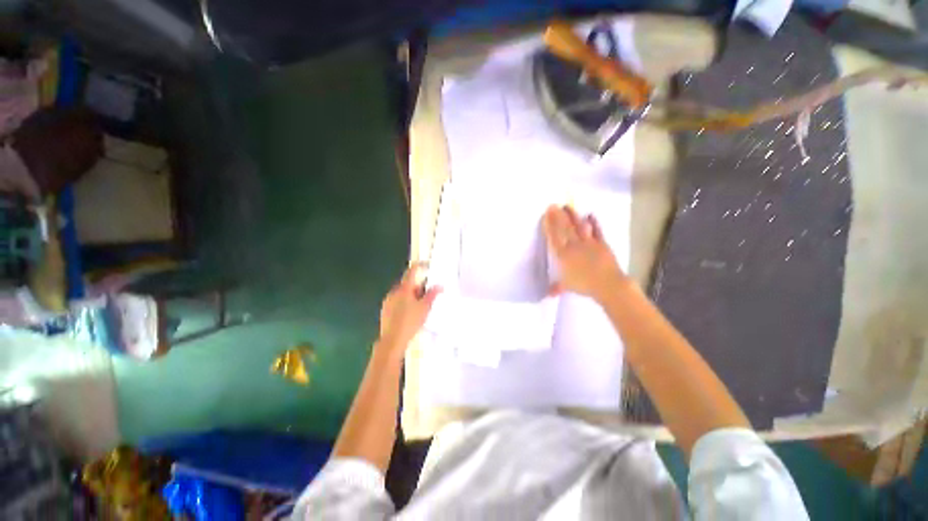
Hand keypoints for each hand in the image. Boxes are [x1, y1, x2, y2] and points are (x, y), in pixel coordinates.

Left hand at [377, 263, 440, 357]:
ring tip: (421, 307)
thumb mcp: (425, 308)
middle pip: (408, 283)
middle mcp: (394, 292)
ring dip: (412, 295)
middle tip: (428, 295)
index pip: (412, 271)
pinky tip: (410, 314)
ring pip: (403, 293)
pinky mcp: (385, 310)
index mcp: (404, 288)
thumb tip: (439, 285)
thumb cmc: (410, 322)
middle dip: (419, 286)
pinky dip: (405, 302)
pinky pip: (397, 301)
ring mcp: (388, 301)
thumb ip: (433, 295)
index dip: (420, 265)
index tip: (428, 265)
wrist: (392, 340)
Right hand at [543, 205, 626, 301]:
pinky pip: (596, 231)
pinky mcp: (601, 243)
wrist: (607, 284)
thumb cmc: (584, 285)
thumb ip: (556, 287)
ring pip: (578, 226)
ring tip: (567, 206)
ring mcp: (588, 243)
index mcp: (563, 255)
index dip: (549, 225)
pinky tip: (590, 215)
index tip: (546, 215)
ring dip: (572, 216)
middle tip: (553, 205)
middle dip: (558, 216)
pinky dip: (594, 223)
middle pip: (564, 228)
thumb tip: (548, 294)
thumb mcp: (567, 287)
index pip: (554, 237)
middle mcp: (573, 246)